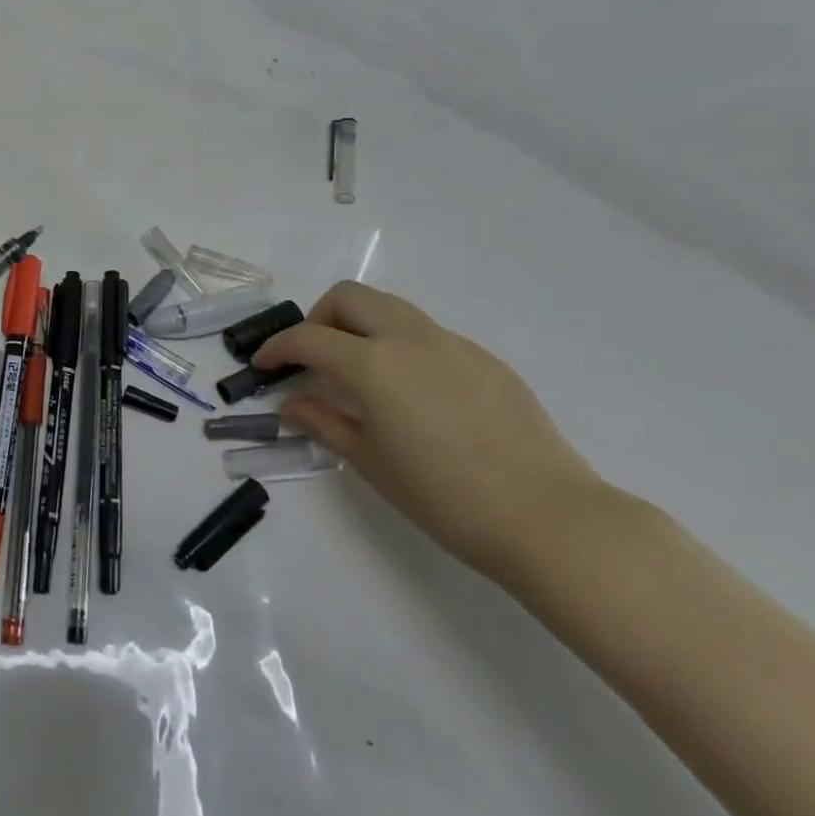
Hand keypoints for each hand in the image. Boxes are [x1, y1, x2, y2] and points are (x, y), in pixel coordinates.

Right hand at [255, 282, 609, 579]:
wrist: (549, 519)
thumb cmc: (445, 497)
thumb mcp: (371, 463)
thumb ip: (324, 423)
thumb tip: (292, 404)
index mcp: (375, 363)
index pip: (309, 338)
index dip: (278, 348)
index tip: (265, 366)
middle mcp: (410, 338)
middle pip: (350, 297)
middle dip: (319, 318)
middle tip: (313, 359)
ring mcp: (452, 343)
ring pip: (391, 306)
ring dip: (361, 324)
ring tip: (358, 370)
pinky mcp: (485, 359)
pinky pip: (427, 333)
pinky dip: (400, 343)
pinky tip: (412, 393)